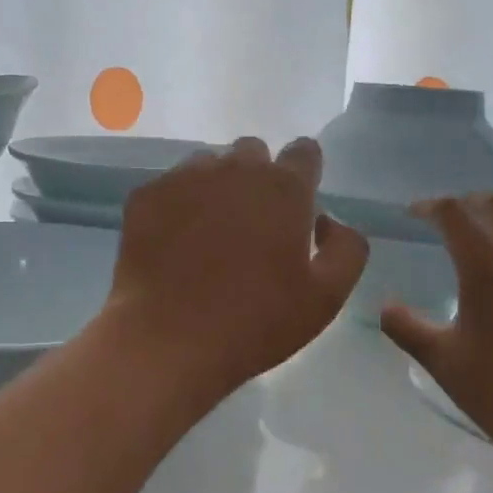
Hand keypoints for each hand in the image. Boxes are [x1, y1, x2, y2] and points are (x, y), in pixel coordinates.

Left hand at [104, 137, 368, 398]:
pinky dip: (178, 205)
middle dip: (258, 179)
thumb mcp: (327, 297)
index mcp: (284, 188)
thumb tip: (327, 221)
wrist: (168, 341)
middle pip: (253, 153)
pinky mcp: (146, 196)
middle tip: (253, 227)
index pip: (304, 151)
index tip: (297, 206)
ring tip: (209, 235)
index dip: (304, 174)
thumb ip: (346, 247)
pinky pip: (170, 186)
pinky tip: (174, 244)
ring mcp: (184, 178)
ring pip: (209, 165)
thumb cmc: (256, 323)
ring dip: (217, 188)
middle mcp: (235, 169)